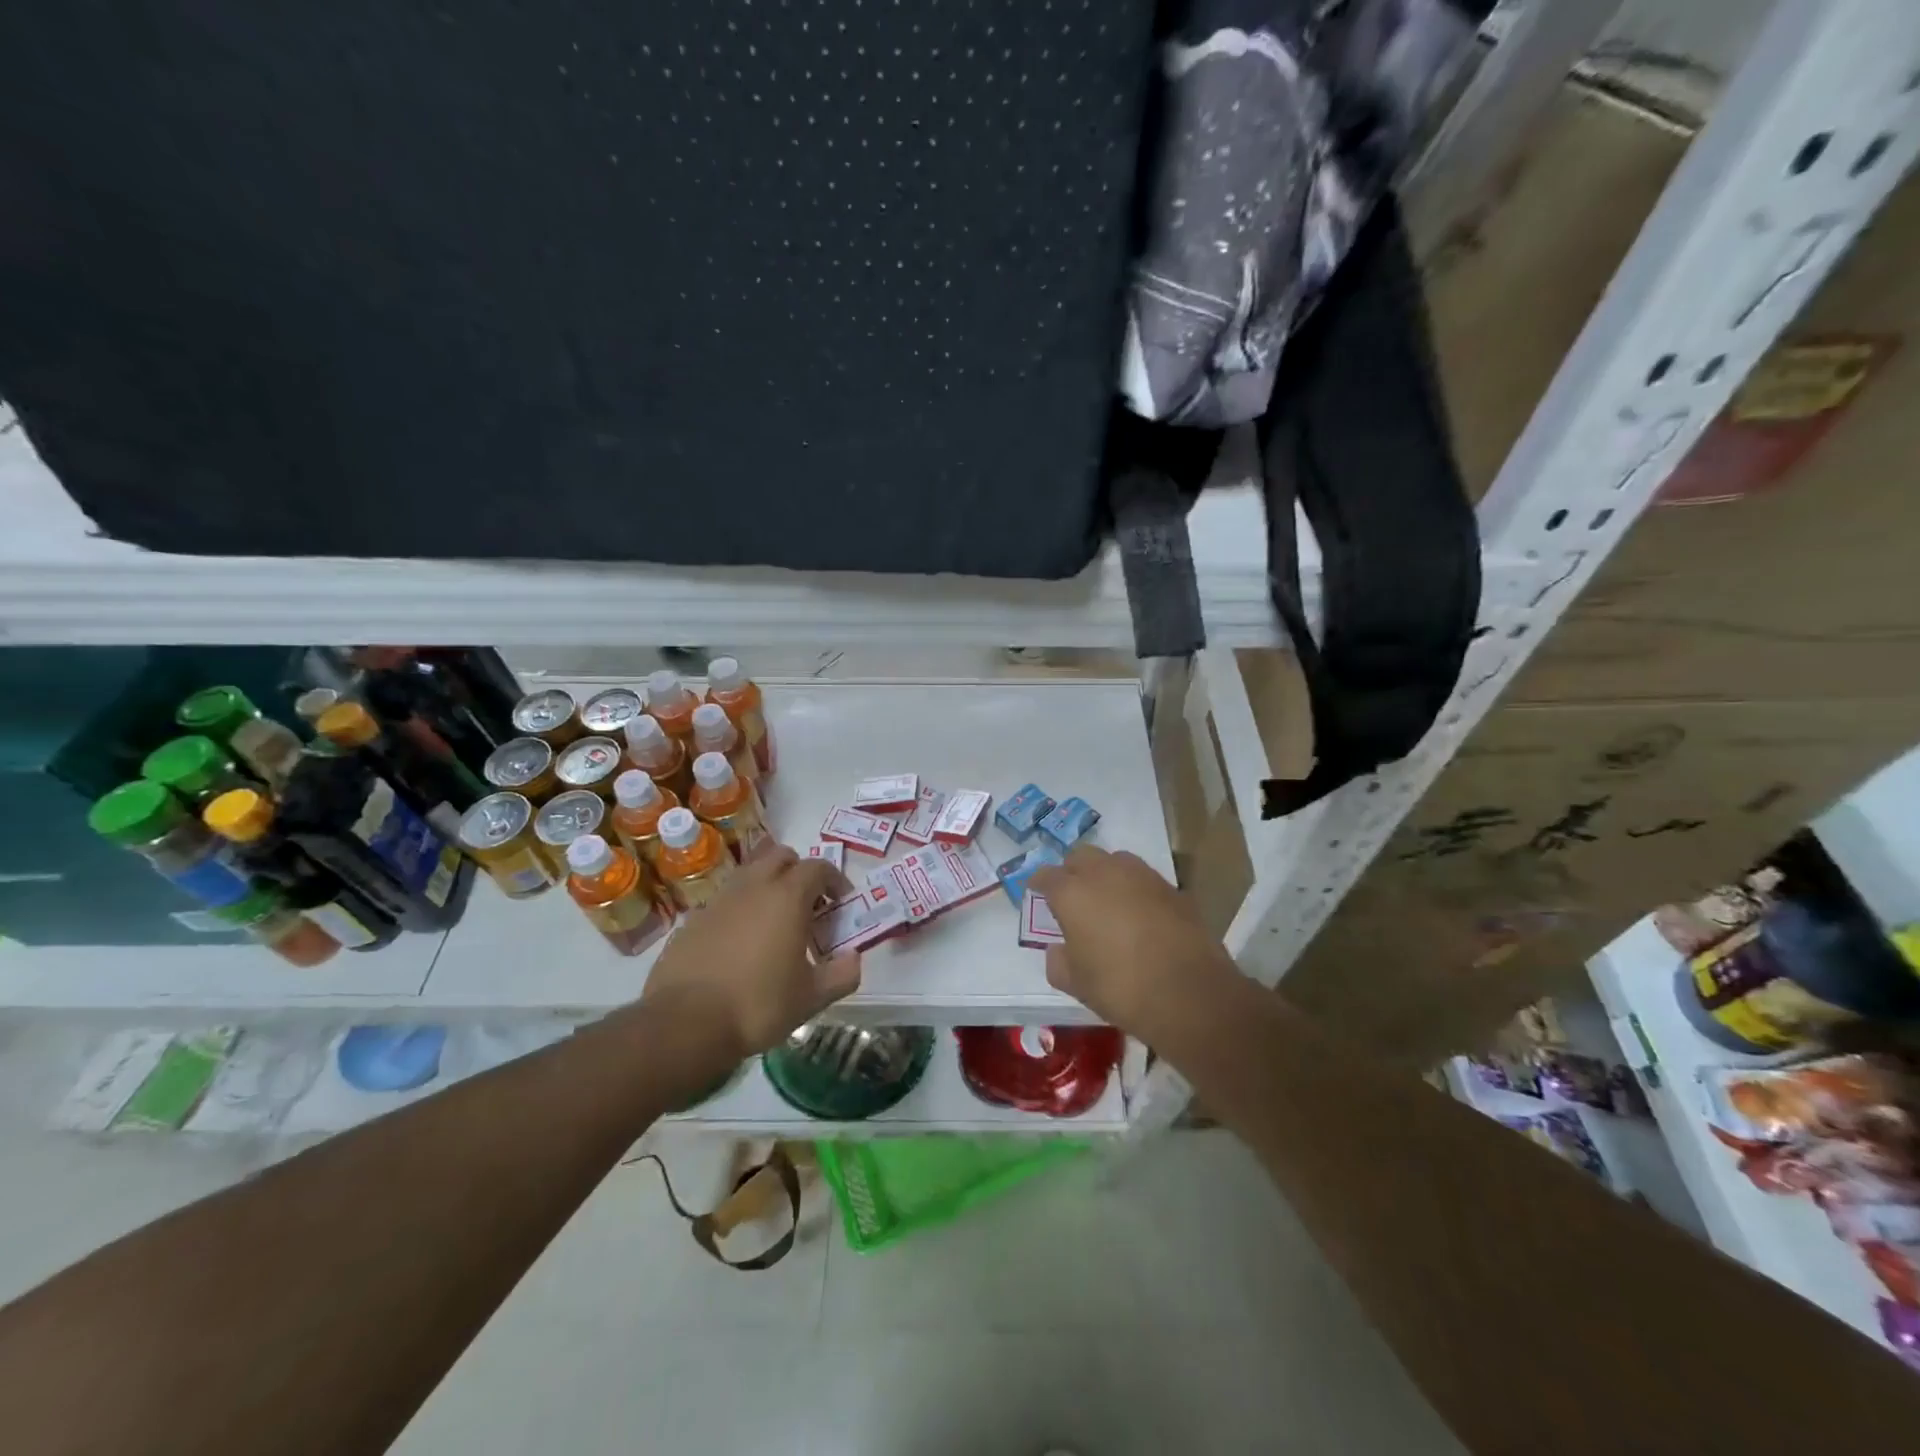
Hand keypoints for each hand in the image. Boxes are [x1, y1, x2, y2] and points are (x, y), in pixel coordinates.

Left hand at [637, 846, 860, 1063]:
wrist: (685, 1023)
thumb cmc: (759, 1004)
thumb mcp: (812, 997)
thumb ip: (842, 974)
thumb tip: (854, 959)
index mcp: (787, 897)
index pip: (818, 867)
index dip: (835, 880)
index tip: (841, 903)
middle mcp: (753, 887)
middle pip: (781, 856)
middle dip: (799, 871)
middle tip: (808, 903)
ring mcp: (719, 900)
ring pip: (749, 873)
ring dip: (767, 885)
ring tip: (774, 920)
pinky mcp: (693, 919)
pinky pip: (724, 900)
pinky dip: (740, 909)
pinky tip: (740, 943)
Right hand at [1028, 846, 1236, 1036]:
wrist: (1189, 993)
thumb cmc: (1120, 988)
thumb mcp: (1075, 983)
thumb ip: (1058, 960)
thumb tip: (1059, 949)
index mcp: (1072, 892)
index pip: (1046, 875)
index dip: (1039, 884)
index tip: (1037, 894)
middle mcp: (1105, 873)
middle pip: (1080, 856)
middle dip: (1072, 871)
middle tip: (1073, 896)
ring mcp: (1142, 876)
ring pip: (1115, 861)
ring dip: (1106, 874)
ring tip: (1108, 901)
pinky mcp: (1172, 888)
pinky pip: (1143, 879)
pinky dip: (1135, 889)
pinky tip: (1139, 915)